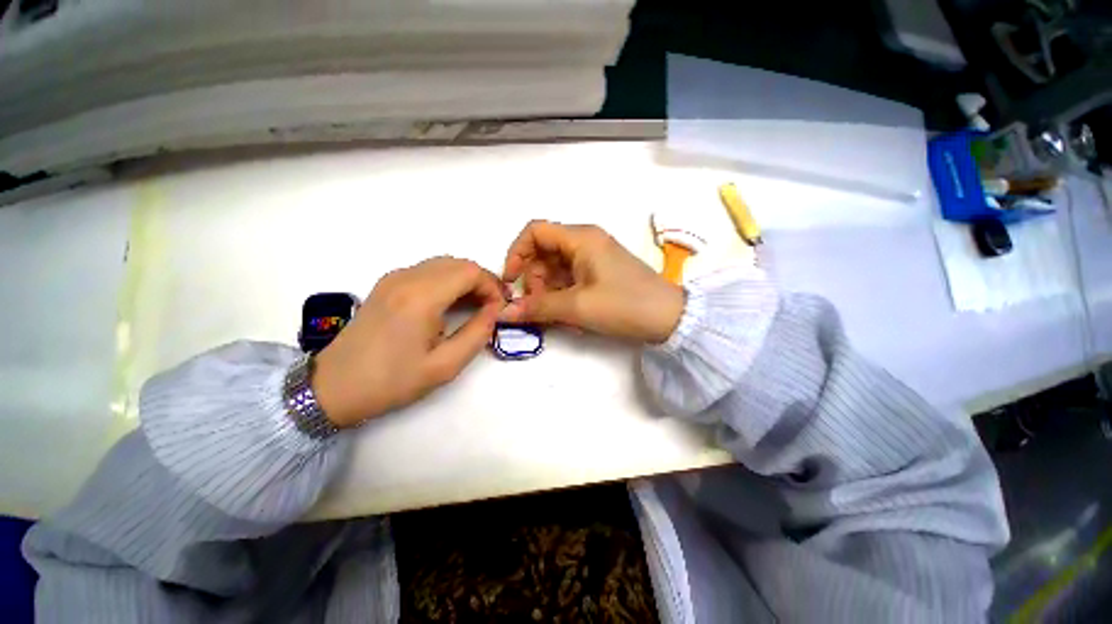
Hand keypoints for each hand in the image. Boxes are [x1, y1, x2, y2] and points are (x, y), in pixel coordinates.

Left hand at [312, 257, 505, 427]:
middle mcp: (407, 278)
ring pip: (444, 264)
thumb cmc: (392, 381)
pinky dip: (449, 281)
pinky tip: (451, 303)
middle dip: (482, 281)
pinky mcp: (388, 284)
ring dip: (466, 280)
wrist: (333, 386)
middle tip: (492, 307)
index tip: (499, 309)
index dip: (492, 286)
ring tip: (476, 306)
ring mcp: (394, 278)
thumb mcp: (445, 365)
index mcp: (421, 297)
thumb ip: (478, 333)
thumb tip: (495, 311)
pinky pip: (428, 270)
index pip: (471, 271)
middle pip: (459, 263)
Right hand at [501, 221, 684, 342]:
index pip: (535, 231)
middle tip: (539, 308)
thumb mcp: (577, 307)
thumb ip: (537, 308)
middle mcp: (586, 242)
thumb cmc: (624, 305)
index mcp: (581, 238)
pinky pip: (571, 280)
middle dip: (535, 281)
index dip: (516, 253)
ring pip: (556, 270)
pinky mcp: (600, 273)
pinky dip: (564, 296)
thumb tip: (504, 313)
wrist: (669, 318)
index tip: (511, 281)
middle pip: (544, 253)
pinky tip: (572, 318)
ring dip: (549, 293)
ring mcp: (594, 258)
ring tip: (560, 318)